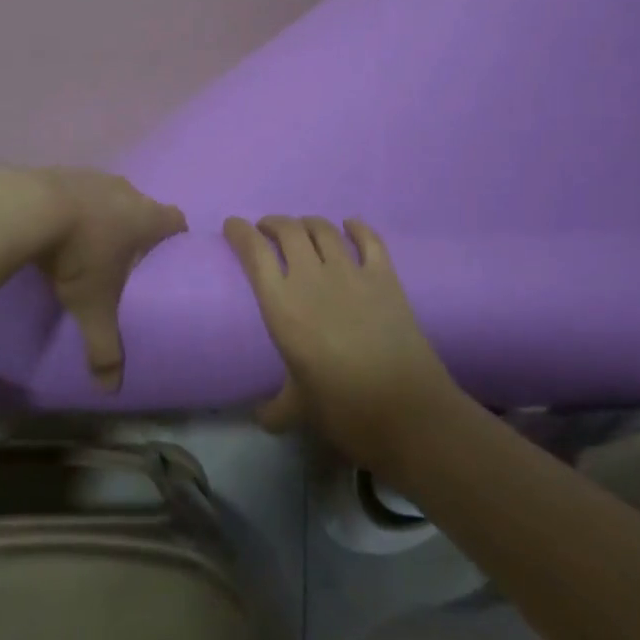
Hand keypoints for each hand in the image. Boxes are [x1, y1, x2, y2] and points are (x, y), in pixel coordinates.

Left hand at [32, 169, 184, 391]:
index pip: (177, 221)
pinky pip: (81, 190)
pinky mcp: (66, 172)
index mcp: (147, 217)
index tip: (167, 259)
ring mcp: (96, 177)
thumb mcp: (93, 307)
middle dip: (138, 230)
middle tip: (126, 259)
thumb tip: (110, 391)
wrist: (30, 208)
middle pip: (144, 207)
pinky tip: (60, 227)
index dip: (176, 239)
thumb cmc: (78, 254)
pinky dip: (77, 206)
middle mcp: (128, 191)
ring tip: (90, 244)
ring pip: (112, 196)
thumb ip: (105, 348)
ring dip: (106, 215)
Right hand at [224, 215, 457, 470]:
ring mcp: (351, 272)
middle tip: (267, 231)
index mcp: (282, 305)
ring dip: (308, 223)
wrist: (406, 410)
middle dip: (273, 224)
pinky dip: (357, 227)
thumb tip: (260, 416)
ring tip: (302, 229)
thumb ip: (275, 409)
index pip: (254, 252)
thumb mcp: (299, 411)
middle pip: (288, 230)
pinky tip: (351, 226)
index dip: (240, 232)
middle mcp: (312, 277)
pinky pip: (369, 239)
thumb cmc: (343, 409)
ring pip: (323, 229)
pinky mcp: (384, 276)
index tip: (233, 226)